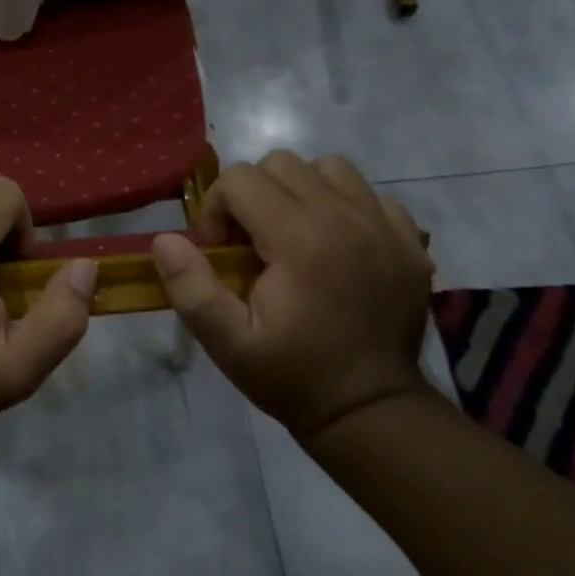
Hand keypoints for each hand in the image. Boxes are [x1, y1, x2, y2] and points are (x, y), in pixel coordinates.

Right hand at [151, 153, 434, 446]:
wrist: (371, 411)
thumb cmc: (292, 375)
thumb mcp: (227, 343)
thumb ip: (190, 288)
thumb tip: (165, 240)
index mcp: (300, 240)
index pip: (240, 179)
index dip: (217, 209)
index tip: (220, 253)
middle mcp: (345, 218)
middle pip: (281, 164)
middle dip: (252, 195)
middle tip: (251, 243)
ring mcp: (383, 225)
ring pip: (327, 168)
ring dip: (299, 190)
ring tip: (292, 233)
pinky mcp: (409, 239)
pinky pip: (368, 193)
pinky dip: (343, 205)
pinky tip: (335, 244)